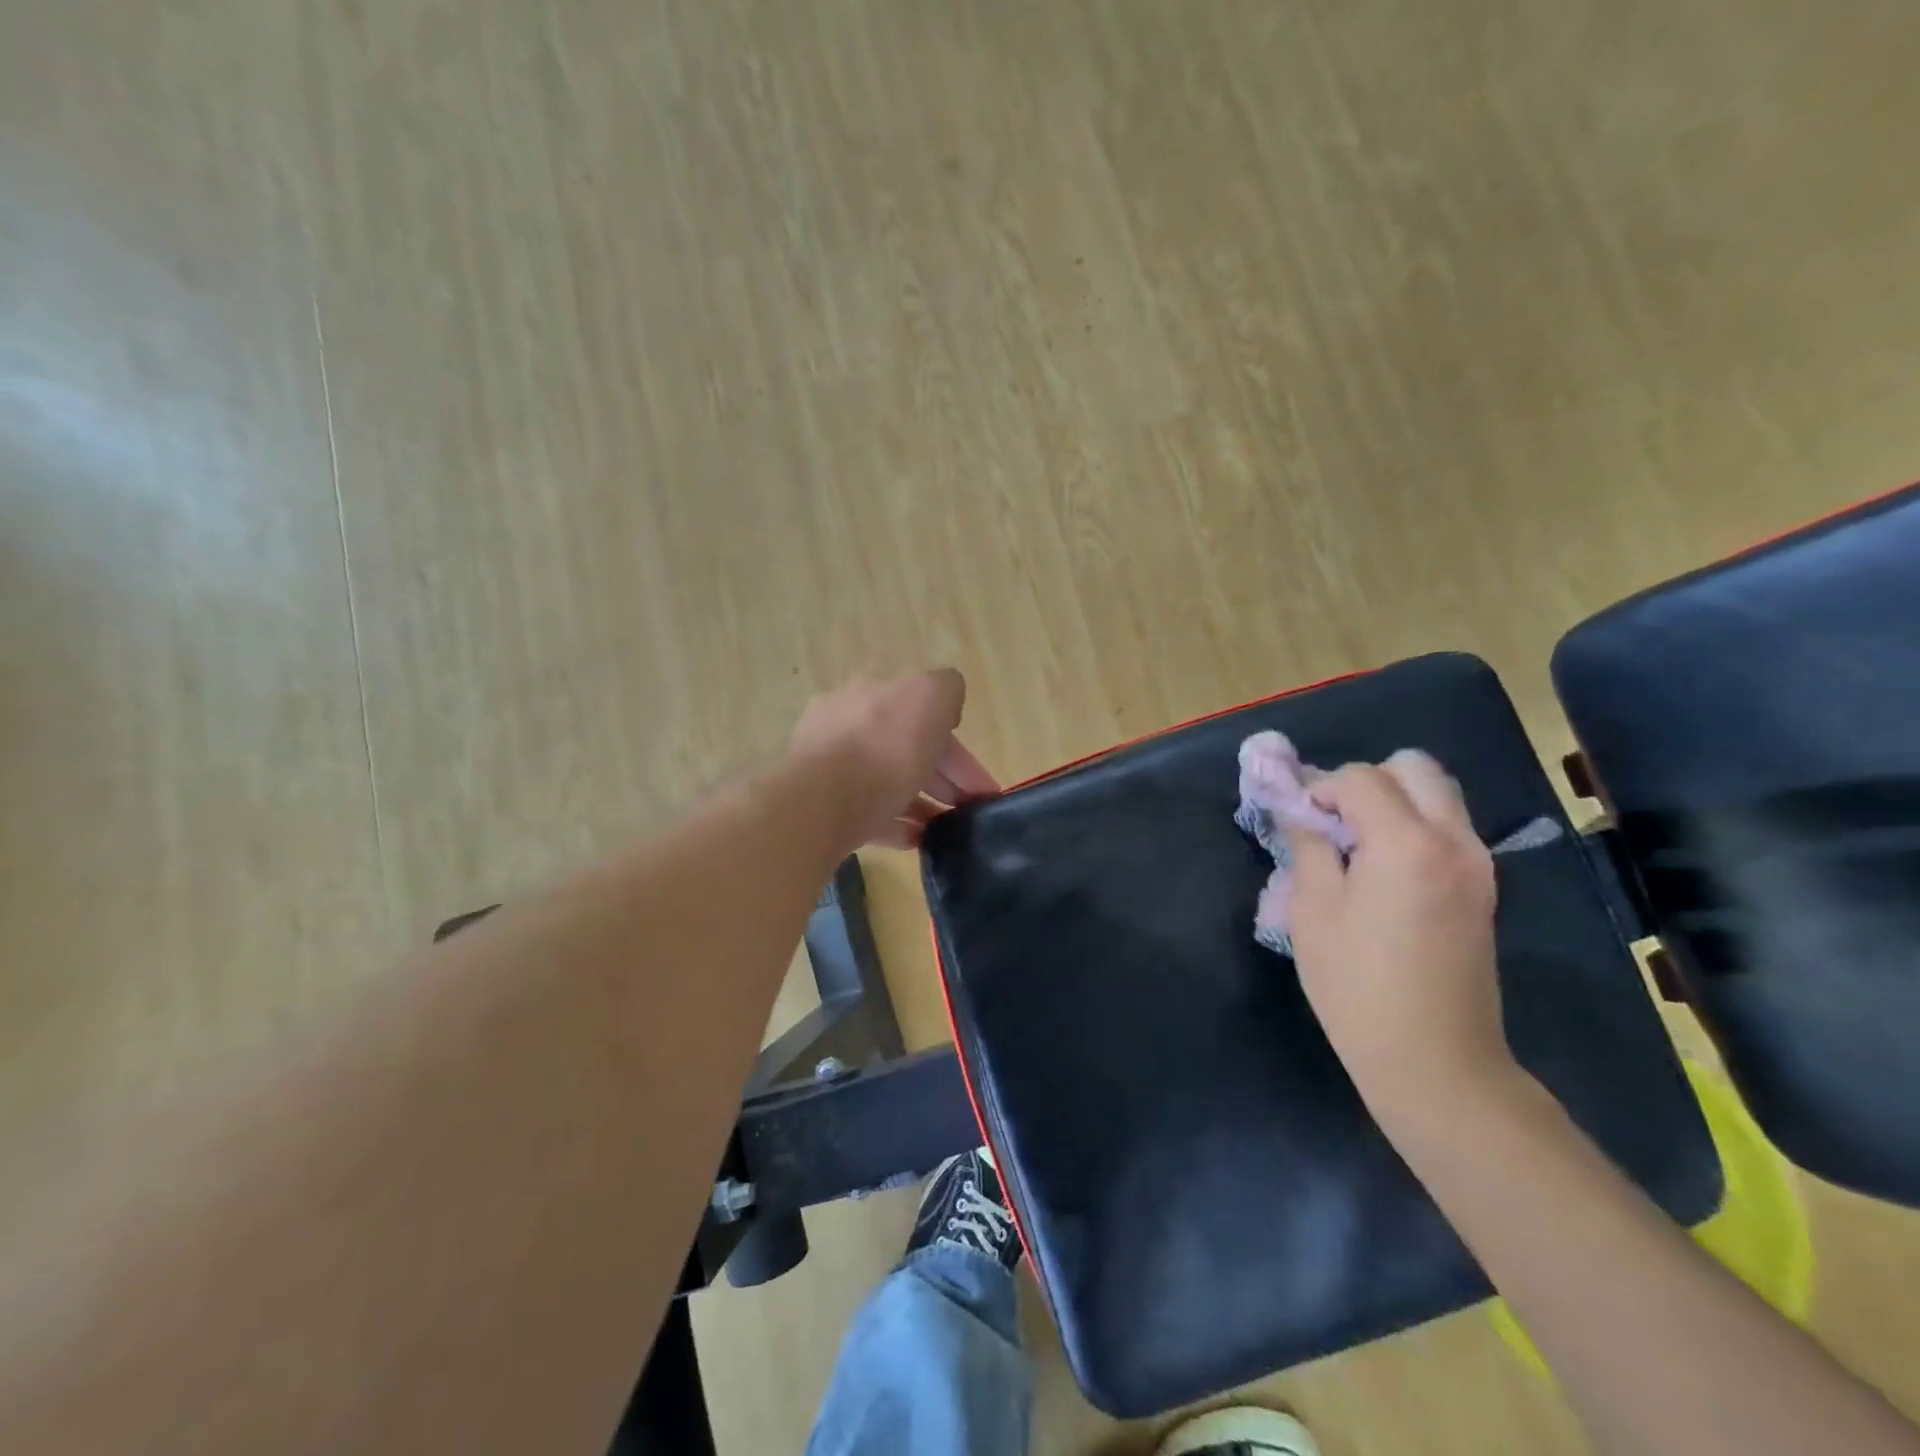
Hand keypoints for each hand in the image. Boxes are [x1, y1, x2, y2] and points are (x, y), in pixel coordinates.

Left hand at [789, 670, 999, 848]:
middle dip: (942, 777)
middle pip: (904, 749)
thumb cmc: (883, 746)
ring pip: (886, 782)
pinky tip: (918, 841)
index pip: (922, 714)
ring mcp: (827, 767)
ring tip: (948, 828)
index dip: (957, 745)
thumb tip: (946, 707)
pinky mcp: (821, 807)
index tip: (981, 782)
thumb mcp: (931, 696)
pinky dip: (896, 825)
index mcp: (868, 693)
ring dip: (922, 802)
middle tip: (970, 808)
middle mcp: (843, 724)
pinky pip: (867, 814)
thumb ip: (946, 690)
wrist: (821, 802)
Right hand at [1284, 751, 1515, 1121]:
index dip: (1320, 789)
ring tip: (1356, 844)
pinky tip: (1383, 869)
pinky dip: (1414, 826)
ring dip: (1393, 801)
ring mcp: (1478, 863)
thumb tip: (1298, 809)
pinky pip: (1448, 826)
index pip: (1360, 778)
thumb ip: (1307, 846)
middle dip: (1366, 782)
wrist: (1435, 1060)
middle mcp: (1453, 840)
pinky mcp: (1484, 886)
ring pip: (1437, 794)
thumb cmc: (1358, 987)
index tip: (1298, 820)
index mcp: (1407, 843)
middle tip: (1333, 822)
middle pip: (1413, 768)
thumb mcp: (1313, 912)